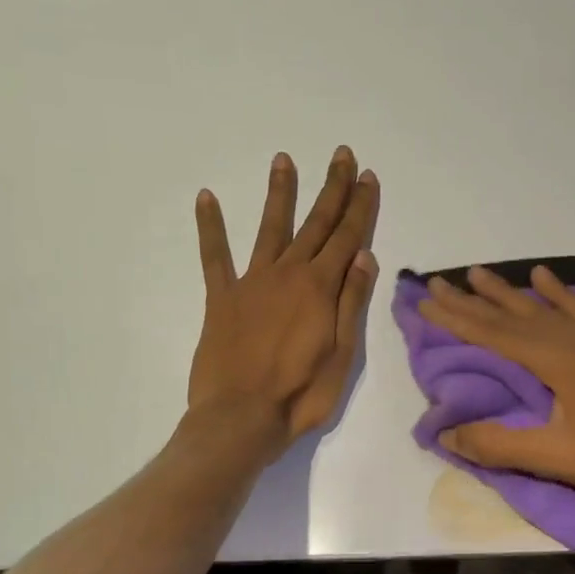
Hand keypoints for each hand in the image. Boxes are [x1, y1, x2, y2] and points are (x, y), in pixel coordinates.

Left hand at [189, 147, 379, 455]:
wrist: (241, 417)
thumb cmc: (301, 394)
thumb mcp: (342, 355)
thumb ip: (351, 303)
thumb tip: (363, 256)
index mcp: (320, 289)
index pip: (347, 237)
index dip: (360, 206)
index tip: (368, 177)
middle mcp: (288, 274)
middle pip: (315, 224)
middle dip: (332, 188)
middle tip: (342, 155)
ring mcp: (251, 282)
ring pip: (270, 228)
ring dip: (280, 193)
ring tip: (283, 159)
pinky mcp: (221, 298)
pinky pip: (214, 256)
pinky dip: (211, 226)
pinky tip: (206, 197)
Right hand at [417, 265, 574, 511]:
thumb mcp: (557, 460)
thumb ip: (499, 445)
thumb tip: (445, 432)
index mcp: (560, 362)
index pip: (496, 335)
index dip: (457, 318)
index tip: (426, 300)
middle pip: (516, 315)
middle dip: (474, 300)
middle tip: (439, 281)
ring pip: (548, 308)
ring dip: (511, 291)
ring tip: (480, 273)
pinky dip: (563, 293)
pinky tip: (548, 278)